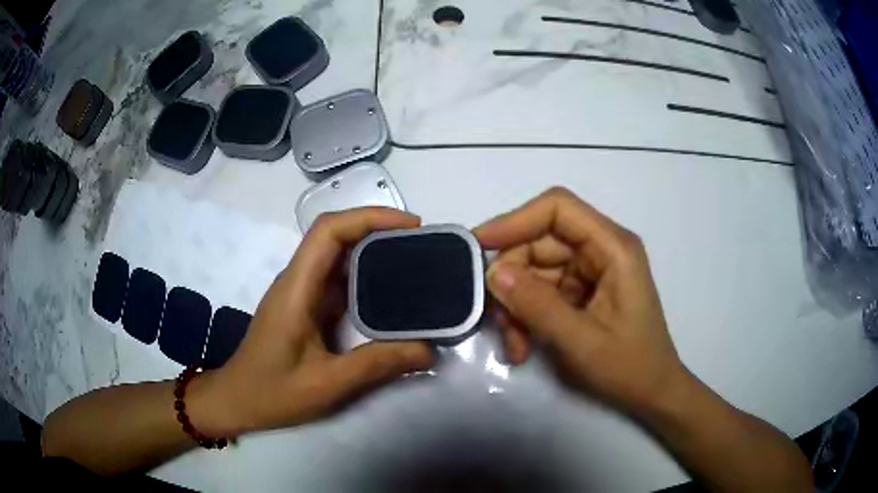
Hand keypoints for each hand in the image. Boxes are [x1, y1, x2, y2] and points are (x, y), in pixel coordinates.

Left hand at [192, 208, 433, 436]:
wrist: (237, 401)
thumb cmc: (272, 392)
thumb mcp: (327, 384)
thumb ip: (377, 365)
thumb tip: (428, 350)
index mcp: (296, 289)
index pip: (328, 231)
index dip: (369, 217)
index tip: (411, 226)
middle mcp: (297, 280)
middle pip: (335, 235)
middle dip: (378, 229)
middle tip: (422, 244)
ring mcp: (300, 292)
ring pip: (338, 255)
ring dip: (374, 249)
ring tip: (414, 261)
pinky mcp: (305, 306)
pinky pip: (338, 279)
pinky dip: (366, 275)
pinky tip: (390, 292)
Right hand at [475, 188, 686, 414]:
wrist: (652, 392)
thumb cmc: (629, 367)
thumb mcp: (581, 341)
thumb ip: (537, 305)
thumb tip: (493, 273)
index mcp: (613, 248)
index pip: (557, 209)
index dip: (515, 220)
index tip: (479, 245)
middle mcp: (601, 249)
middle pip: (540, 242)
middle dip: (513, 280)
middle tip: (496, 318)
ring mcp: (591, 270)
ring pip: (535, 270)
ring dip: (517, 306)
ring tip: (515, 344)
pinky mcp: (582, 290)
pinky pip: (542, 291)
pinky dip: (527, 316)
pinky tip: (523, 346)